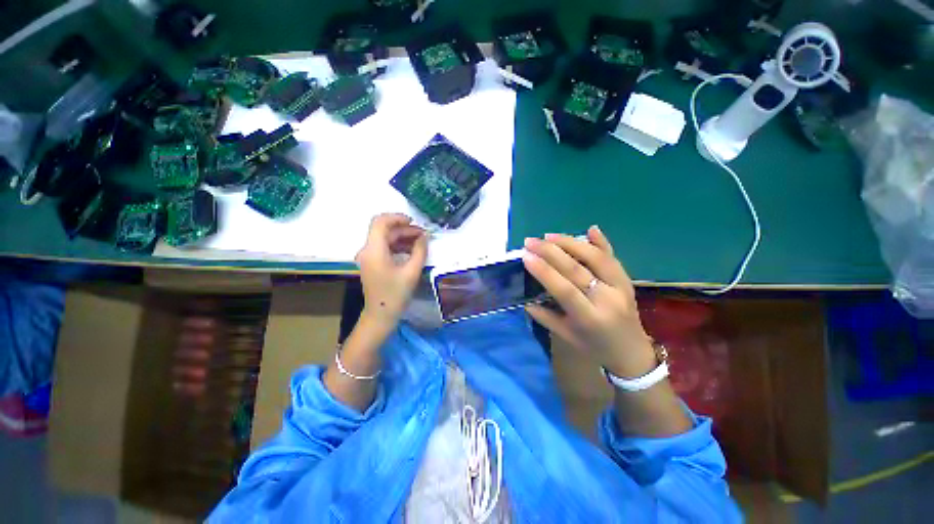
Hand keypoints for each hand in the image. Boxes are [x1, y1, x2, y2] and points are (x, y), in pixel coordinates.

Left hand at [355, 213, 427, 326]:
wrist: (381, 315)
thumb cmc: (396, 294)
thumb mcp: (412, 271)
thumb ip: (420, 250)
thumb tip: (424, 236)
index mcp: (374, 250)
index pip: (381, 222)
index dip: (397, 218)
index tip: (414, 222)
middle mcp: (367, 250)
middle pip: (384, 230)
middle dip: (404, 229)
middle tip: (423, 235)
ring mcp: (368, 256)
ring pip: (385, 238)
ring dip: (402, 237)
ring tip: (420, 243)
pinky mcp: (372, 262)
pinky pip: (384, 247)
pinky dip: (397, 245)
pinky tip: (412, 250)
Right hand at [523, 226, 655, 377]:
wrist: (632, 353)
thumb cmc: (595, 348)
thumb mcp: (566, 336)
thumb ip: (545, 317)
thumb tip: (525, 300)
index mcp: (590, 318)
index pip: (564, 289)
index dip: (544, 271)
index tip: (526, 256)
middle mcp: (607, 299)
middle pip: (577, 269)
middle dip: (550, 251)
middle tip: (531, 241)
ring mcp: (621, 287)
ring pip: (595, 257)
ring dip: (570, 243)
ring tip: (549, 236)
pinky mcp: (627, 280)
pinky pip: (613, 257)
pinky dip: (601, 242)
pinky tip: (590, 229)